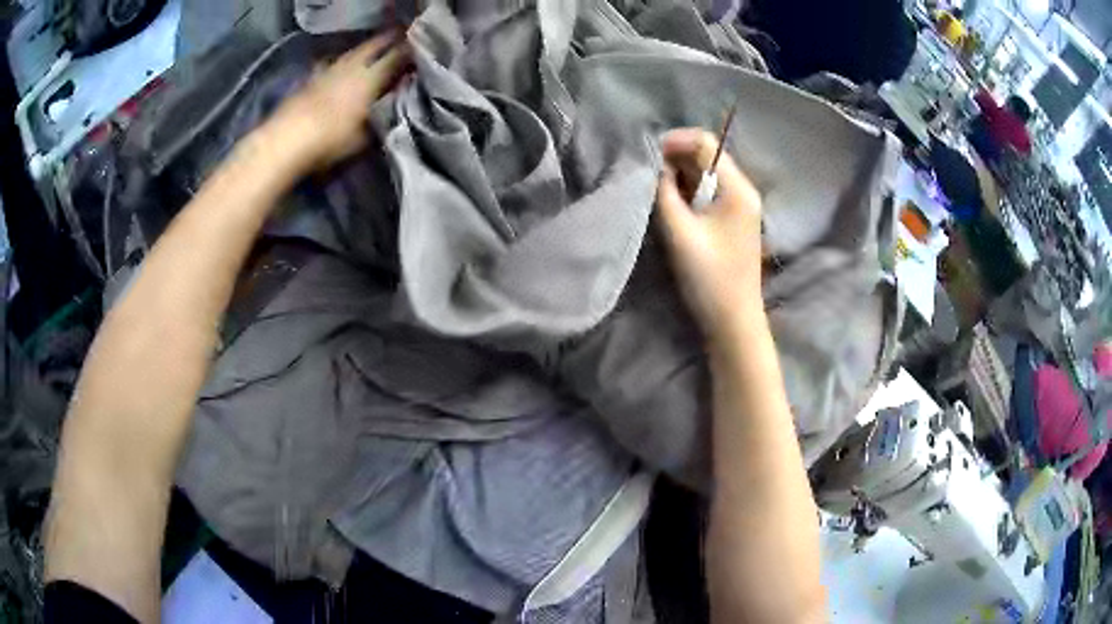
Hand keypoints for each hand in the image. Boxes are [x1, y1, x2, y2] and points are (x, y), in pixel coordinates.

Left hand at [261, 33, 411, 172]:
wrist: (288, 139)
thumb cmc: (332, 140)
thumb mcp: (365, 136)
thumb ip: (381, 117)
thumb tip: (392, 107)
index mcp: (372, 77)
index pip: (397, 57)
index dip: (409, 52)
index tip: (418, 53)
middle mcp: (353, 66)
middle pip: (374, 45)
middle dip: (388, 42)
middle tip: (398, 43)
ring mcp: (329, 69)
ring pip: (352, 52)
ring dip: (364, 50)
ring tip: (371, 52)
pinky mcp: (310, 78)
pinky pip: (330, 63)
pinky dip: (339, 63)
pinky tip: (338, 68)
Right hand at [655, 128, 764, 339]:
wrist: (734, 321)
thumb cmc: (709, 278)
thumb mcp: (680, 233)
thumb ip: (664, 193)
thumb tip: (654, 167)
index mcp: (737, 188)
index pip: (705, 143)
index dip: (673, 142)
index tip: (646, 158)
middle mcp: (744, 190)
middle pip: (707, 156)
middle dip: (674, 159)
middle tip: (646, 175)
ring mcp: (741, 206)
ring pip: (706, 175)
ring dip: (680, 176)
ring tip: (655, 190)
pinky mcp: (733, 220)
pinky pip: (709, 193)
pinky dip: (689, 192)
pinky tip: (672, 205)